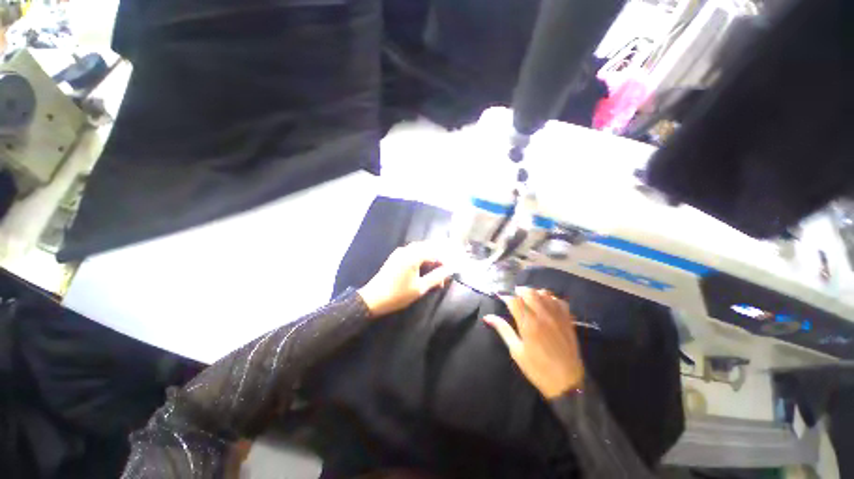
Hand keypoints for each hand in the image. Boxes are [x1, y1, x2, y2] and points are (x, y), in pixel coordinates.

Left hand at [358, 241, 452, 317]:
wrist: (372, 299)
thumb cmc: (398, 295)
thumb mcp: (420, 288)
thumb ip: (436, 277)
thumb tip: (450, 270)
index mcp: (413, 256)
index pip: (435, 252)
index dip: (445, 259)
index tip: (452, 269)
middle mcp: (407, 250)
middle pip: (428, 246)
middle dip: (439, 254)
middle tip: (447, 265)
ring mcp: (400, 252)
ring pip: (420, 248)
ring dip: (431, 254)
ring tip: (439, 266)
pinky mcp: (396, 256)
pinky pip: (413, 251)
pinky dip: (422, 255)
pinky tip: (426, 264)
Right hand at [483, 287, 584, 398]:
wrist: (567, 383)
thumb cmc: (537, 369)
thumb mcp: (516, 351)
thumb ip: (503, 329)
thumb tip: (488, 317)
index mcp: (528, 323)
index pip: (514, 300)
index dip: (505, 296)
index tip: (500, 297)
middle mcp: (542, 316)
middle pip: (530, 292)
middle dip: (519, 291)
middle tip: (514, 297)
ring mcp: (557, 317)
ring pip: (544, 293)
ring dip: (534, 293)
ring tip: (529, 299)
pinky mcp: (568, 320)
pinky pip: (559, 301)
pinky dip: (551, 298)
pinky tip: (546, 304)